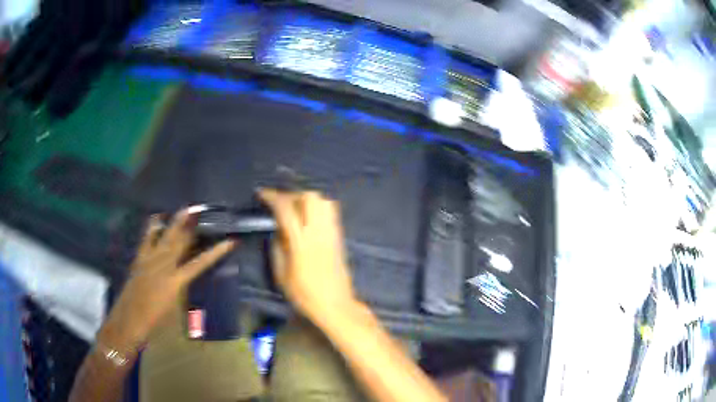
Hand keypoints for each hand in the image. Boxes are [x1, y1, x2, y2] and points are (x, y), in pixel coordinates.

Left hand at [98, 210, 234, 353]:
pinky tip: (156, 218)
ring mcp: (150, 259)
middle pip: (180, 241)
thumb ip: (181, 288)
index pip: (201, 262)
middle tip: (200, 209)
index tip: (230, 241)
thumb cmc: (156, 321)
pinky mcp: (139, 258)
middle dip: (191, 225)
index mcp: (176, 281)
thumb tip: (186, 276)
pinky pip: (147, 238)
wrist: (130, 320)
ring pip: (164, 236)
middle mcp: (164, 265)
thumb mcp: (174, 307)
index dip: (217, 252)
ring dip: (174, 222)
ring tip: (183, 209)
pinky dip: (153, 227)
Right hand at [259, 189, 355, 322]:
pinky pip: (331, 211)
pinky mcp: (340, 236)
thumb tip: (276, 228)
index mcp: (301, 242)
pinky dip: (318, 207)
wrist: (335, 304)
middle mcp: (319, 231)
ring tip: (295, 209)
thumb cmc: (304, 294)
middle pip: (310, 197)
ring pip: (323, 201)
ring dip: (307, 199)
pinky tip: (308, 217)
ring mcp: (332, 232)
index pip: (286, 209)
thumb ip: (277, 247)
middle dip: (292, 195)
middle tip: (280, 204)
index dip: (273, 197)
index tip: (262, 194)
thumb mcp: (281, 274)